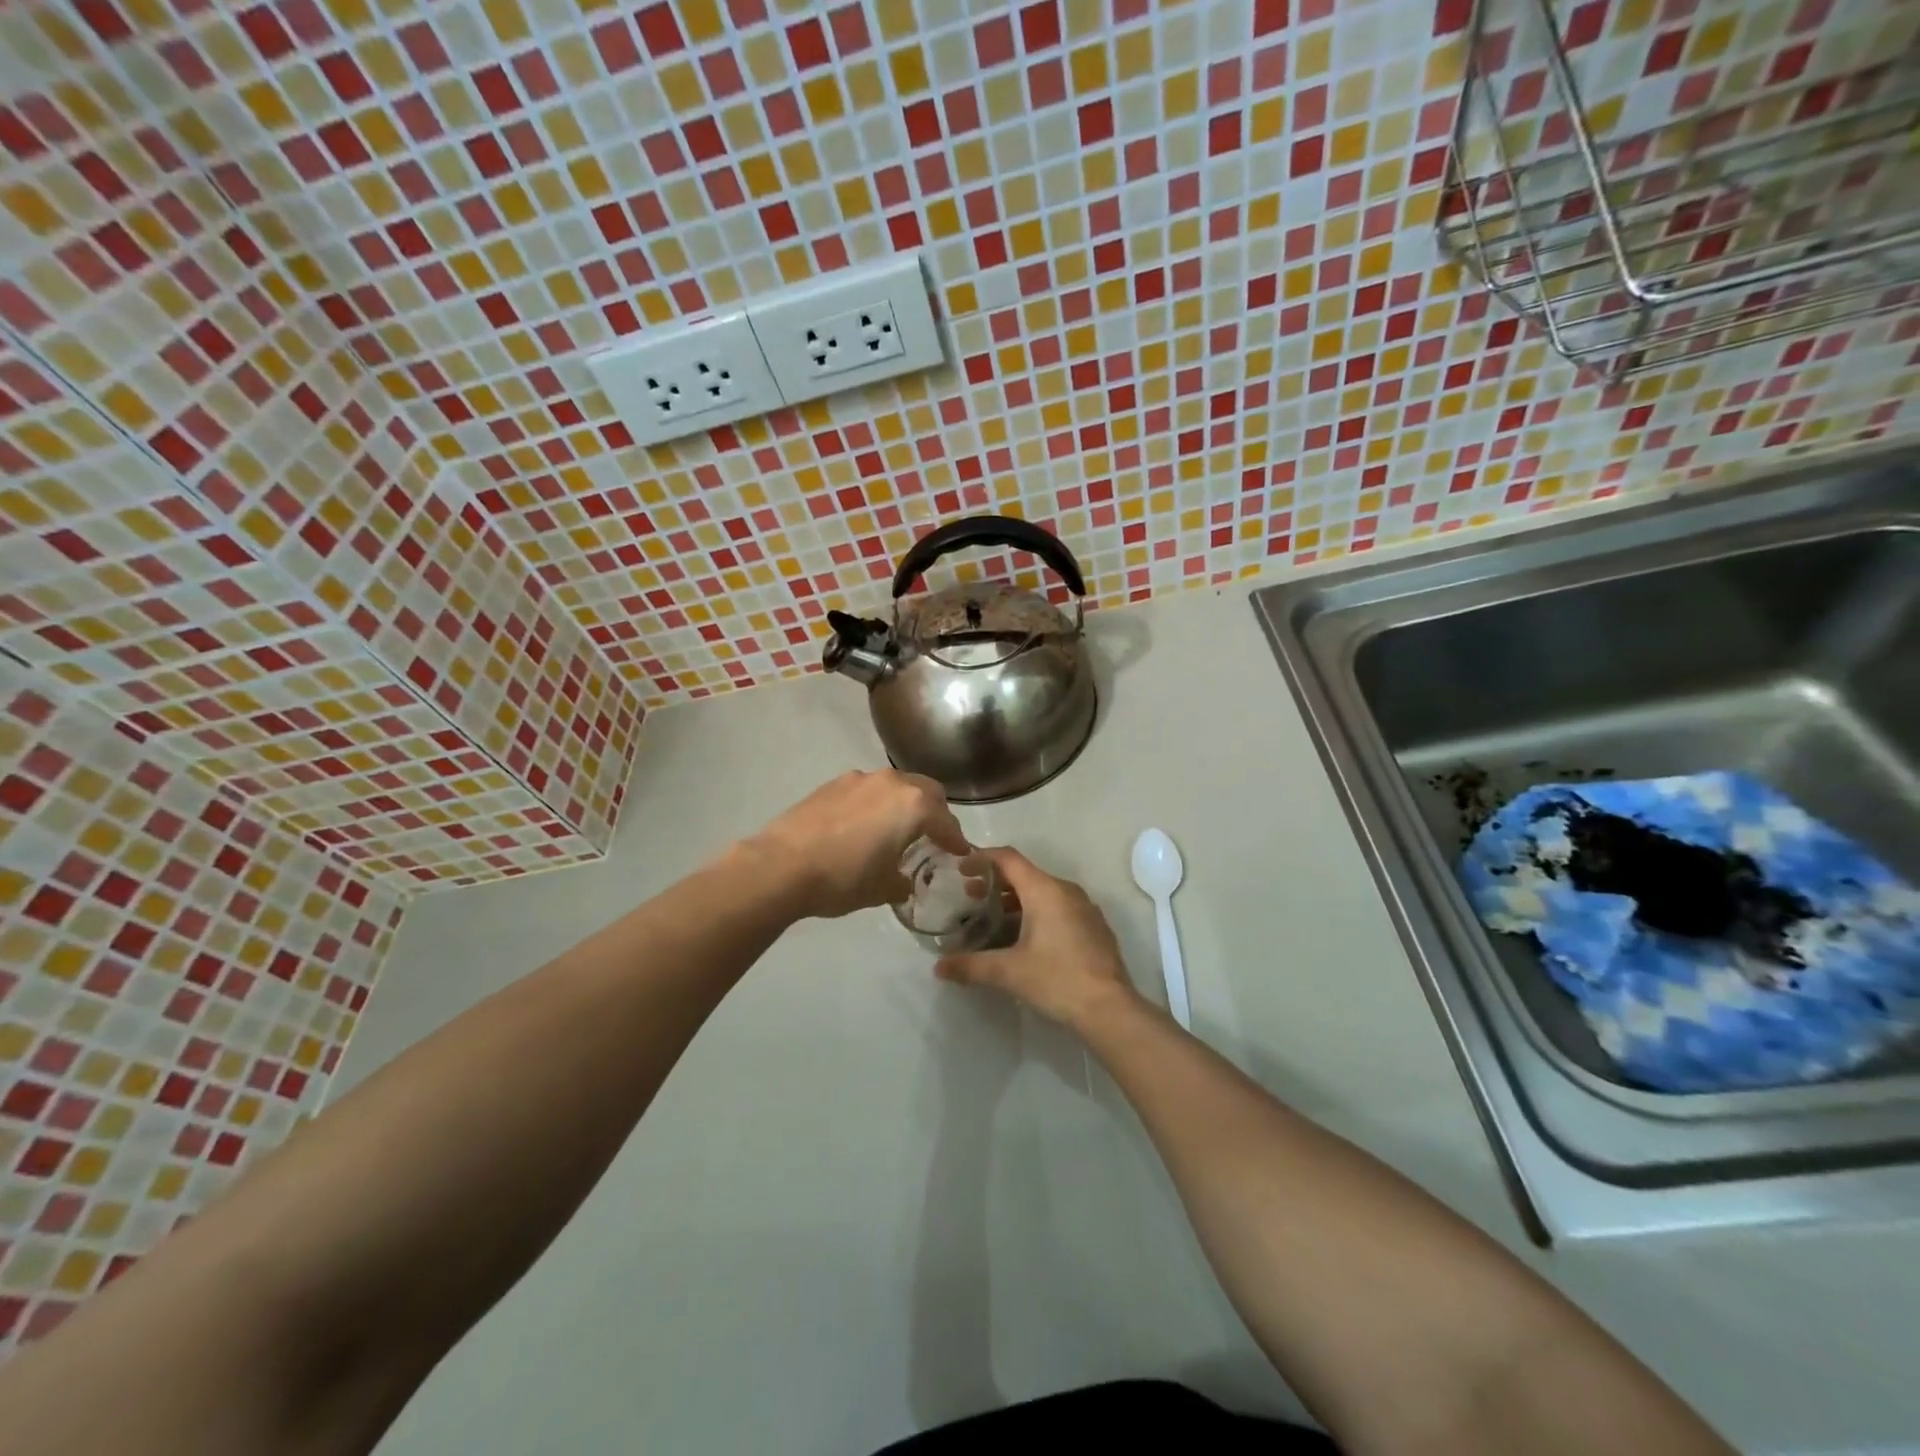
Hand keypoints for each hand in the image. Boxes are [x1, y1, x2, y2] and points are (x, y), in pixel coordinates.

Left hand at [744, 770, 969, 919]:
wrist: (781, 866)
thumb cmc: (843, 879)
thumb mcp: (883, 889)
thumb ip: (903, 880)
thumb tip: (903, 880)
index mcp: (913, 805)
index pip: (947, 822)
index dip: (956, 840)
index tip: (961, 853)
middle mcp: (892, 782)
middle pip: (926, 792)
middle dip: (934, 813)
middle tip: (932, 837)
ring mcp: (860, 779)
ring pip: (896, 786)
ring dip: (903, 804)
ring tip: (895, 830)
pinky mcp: (833, 783)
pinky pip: (867, 790)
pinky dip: (875, 804)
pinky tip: (863, 828)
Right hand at [934, 848, 1138, 1028]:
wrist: (1110, 1009)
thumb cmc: (1056, 979)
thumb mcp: (1008, 972)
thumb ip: (971, 966)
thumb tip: (939, 967)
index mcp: (1044, 890)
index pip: (1008, 859)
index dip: (982, 858)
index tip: (961, 868)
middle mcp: (1066, 891)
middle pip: (1025, 875)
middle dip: (996, 883)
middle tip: (969, 897)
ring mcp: (1084, 908)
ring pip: (1043, 893)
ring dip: (1016, 901)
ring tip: (992, 919)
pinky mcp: (1094, 927)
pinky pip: (1059, 909)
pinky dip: (1036, 913)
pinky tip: (1024, 939)